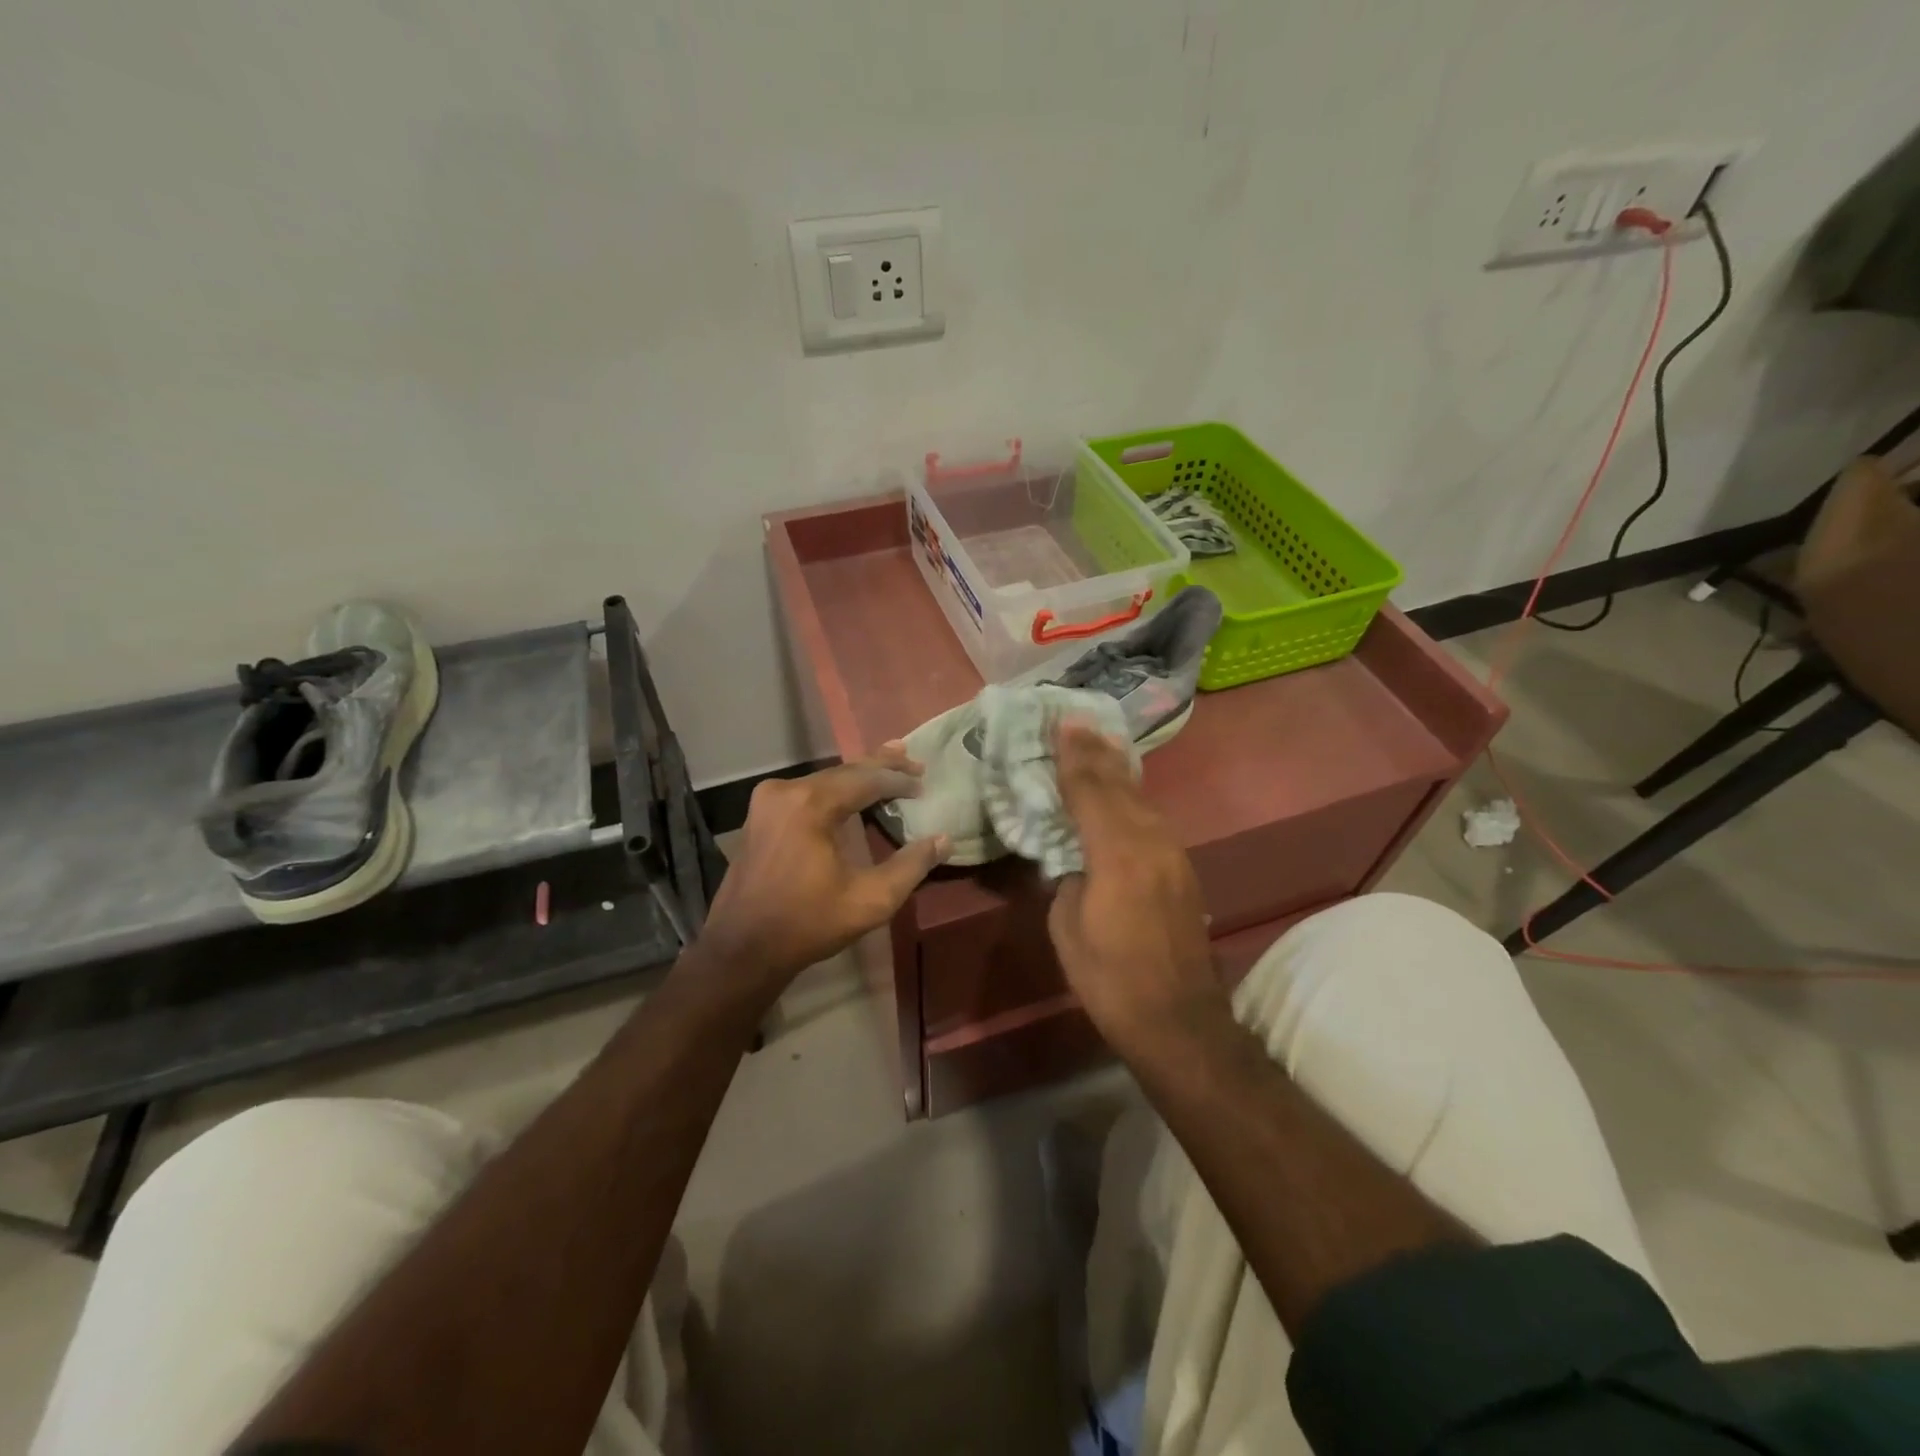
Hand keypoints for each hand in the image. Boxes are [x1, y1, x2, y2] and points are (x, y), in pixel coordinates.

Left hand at [698, 744, 949, 991]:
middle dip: (880, 766)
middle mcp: (786, 790)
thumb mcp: (870, 901)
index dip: (899, 779)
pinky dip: (835, 788)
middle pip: (844, 771)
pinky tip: (852, 789)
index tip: (925, 780)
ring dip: (858, 776)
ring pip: (825, 779)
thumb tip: (943, 840)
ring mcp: (768, 800)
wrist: (741, 950)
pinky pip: (806, 791)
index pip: (866, 779)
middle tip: (913, 759)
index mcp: (810, 804)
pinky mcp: (760, 814)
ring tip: (890, 764)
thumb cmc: (807, 924)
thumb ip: (911, 866)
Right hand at [1049, 722, 1222, 1050]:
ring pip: (1141, 799)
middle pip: (1120, 786)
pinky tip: (1124, 792)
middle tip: (1077, 722)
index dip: (1073, 757)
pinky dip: (1132, 798)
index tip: (1062, 725)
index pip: (1090, 791)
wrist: (1178, 1020)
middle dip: (1097, 753)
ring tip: (1100, 745)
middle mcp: (1150, 842)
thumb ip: (1070, 878)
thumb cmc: (1109, 978)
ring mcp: (1173, 855)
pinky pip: (1152, 820)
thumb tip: (1076, 858)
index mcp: (1116, 854)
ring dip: (1118, 771)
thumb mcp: (1069, 926)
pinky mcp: (1183, 870)